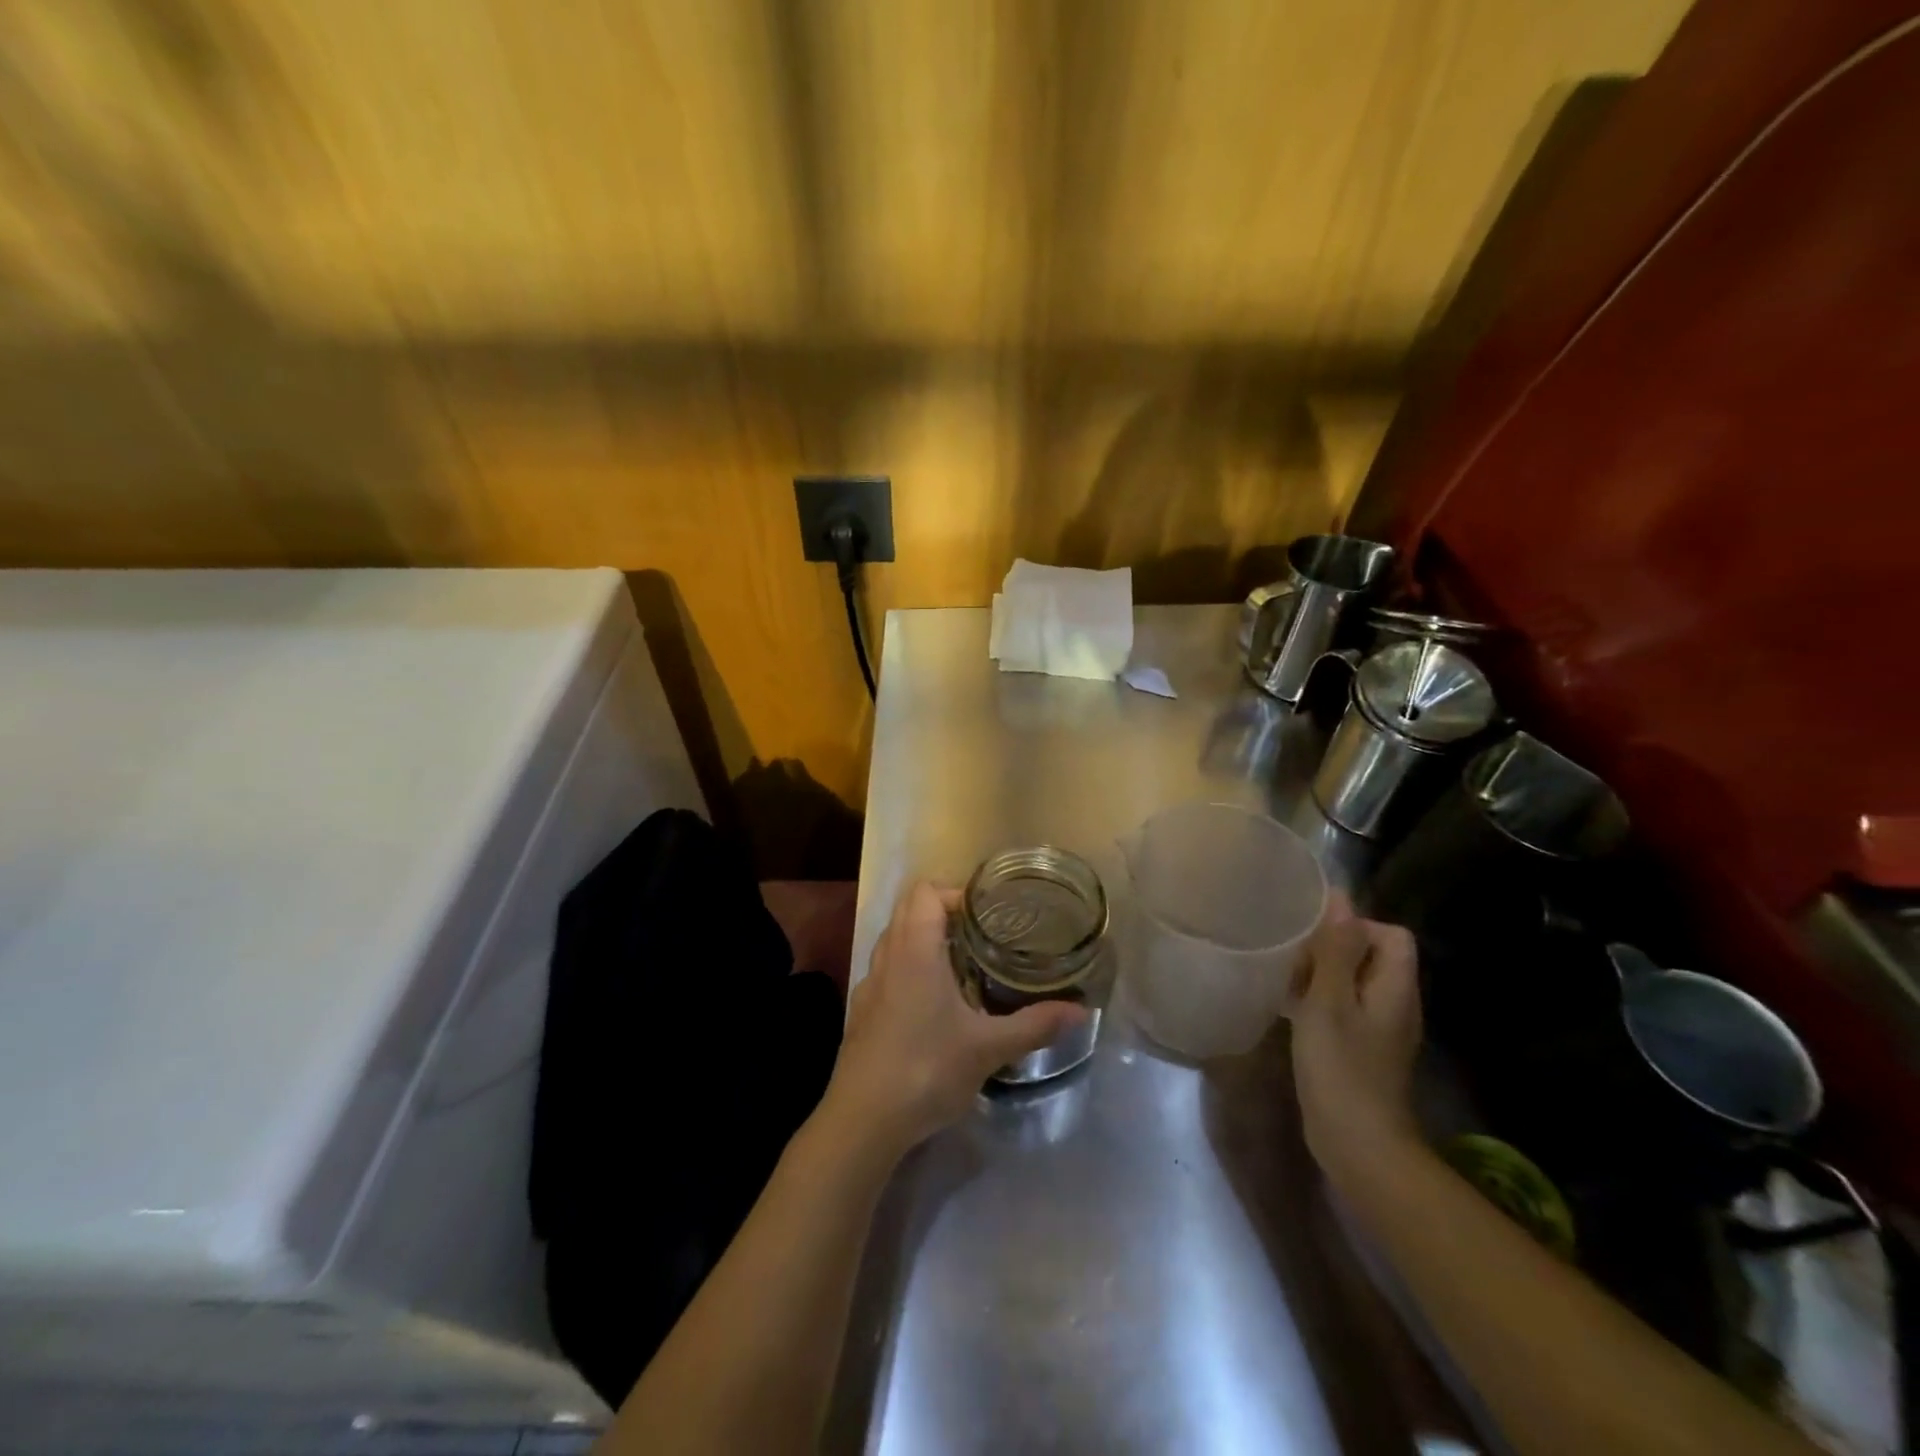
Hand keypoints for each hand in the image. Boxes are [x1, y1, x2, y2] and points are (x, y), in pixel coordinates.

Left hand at [823, 881, 1087, 1155]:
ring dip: (924, 938)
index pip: (926, 892)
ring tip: (963, 962)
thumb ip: (1035, 1025)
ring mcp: (870, 984)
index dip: (956, 893)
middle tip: (983, 933)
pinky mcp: (862, 1011)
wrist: (863, 1121)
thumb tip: (1082, 1011)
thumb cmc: (926, 1070)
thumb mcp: (988, 1048)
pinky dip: (909, 967)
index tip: (990, 913)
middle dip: (944, 912)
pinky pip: (887, 969)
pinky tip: (934, 1002)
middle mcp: (887, 956)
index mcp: (914, 950)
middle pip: (908, 909)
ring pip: (895, 939)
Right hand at [1290, 891, 1423, 1183]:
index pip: (1392, 934)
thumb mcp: (1329, 1002)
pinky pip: (1343, 1008)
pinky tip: (1289, 1010)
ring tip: (1284, 977)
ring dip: (1321, 974)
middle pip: (1371, 956)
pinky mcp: (1361, 1050)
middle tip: (1291, 956)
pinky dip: (1319, 1001)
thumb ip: (1334, 949)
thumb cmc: (1342, 1068)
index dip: (1357, 925)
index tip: (1315, 935)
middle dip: (1331, 948)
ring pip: (1353, 982)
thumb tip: (1341, 897)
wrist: (1358, 1146)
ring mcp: (1380, 1030)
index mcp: (1395, 988)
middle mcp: (1395, 1004)